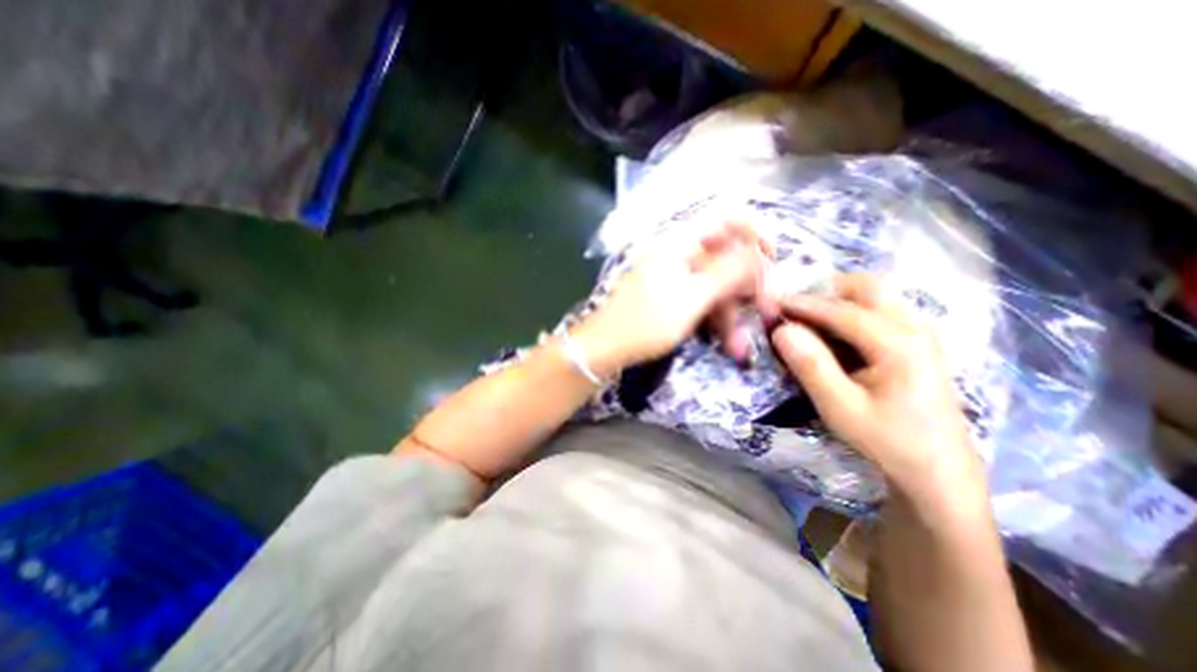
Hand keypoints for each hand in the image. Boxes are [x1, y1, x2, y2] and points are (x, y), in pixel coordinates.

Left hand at [572, 220, 775, 376]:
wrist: (604, 346)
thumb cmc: (645, 323)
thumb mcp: (692, 300)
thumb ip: (727, 274)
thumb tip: (758, 256)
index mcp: (681, 242)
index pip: (728, 218)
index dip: (755, 233)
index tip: (772, 260)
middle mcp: (679, 252)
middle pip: (726, 256)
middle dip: (746, 286)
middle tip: (764, 311)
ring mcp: (674, 274)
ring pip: (715, 283)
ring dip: (731, 310)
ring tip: (738, 344)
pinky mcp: (670, 294)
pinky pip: (701, 297)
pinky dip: (714, 316)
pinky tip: (725, 340)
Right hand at [771, 272, 987, 498]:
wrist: (937, 470)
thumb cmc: (887, 440)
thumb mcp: (840, 407)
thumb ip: (810, 365)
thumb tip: (781, 330)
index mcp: (900, 345)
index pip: (842, 311)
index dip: (803, 304)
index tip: (772, 301)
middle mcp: (915, 328)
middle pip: (866, 288)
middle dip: (825, 290)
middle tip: (793, 307)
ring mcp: (919, 333)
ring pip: (874, 296)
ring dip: (836, 299)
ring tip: (806, 318)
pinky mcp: (916, 342)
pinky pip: (878, 311)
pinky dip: (849, 311)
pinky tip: (831, 333)